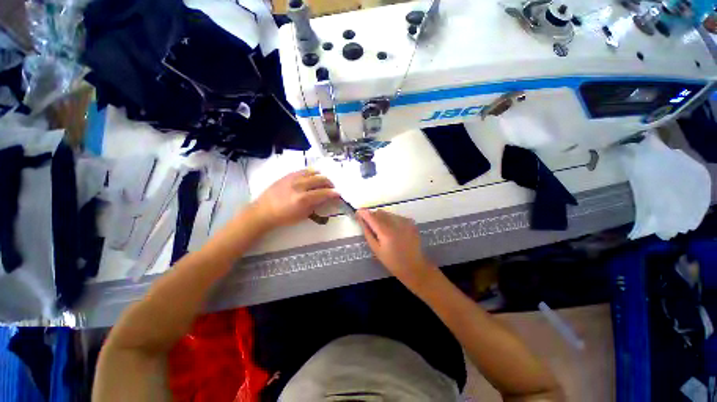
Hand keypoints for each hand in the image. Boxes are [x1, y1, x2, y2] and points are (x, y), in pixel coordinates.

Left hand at [252, 170, 338, 228]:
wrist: (263, 211)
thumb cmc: (284, 217)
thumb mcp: (303, 215)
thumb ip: (316, 205)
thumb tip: (326, 199)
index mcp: (303, 199)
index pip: (324, 193)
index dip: (334, 193)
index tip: (339, 194)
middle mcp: (299, 186)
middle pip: (320, 180)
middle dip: (330, 183)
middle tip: (333, 188)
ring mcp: (293, 178)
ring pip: (313, 172)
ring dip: (322, 176)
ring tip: (324, 181)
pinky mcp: (288, 175)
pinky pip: (303, 170)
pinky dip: (312, 172)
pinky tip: (314, 175)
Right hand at [356, 209, 437, 289]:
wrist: (414, 266)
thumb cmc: (392, 261)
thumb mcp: (376, 249)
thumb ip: (368, 233)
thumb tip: (361, 220)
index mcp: (385, 231)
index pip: (371, 216)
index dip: (363, 213)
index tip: (358, 213)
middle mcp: (395, 223)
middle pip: (379, 212)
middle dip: (373, 216)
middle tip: (371, 226)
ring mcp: (404, 221)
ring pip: (388, 214)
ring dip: (382, 218)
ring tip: (383, 230)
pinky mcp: (410, 222)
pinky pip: (396, 216)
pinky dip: (391, 220)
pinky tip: (393, 231)